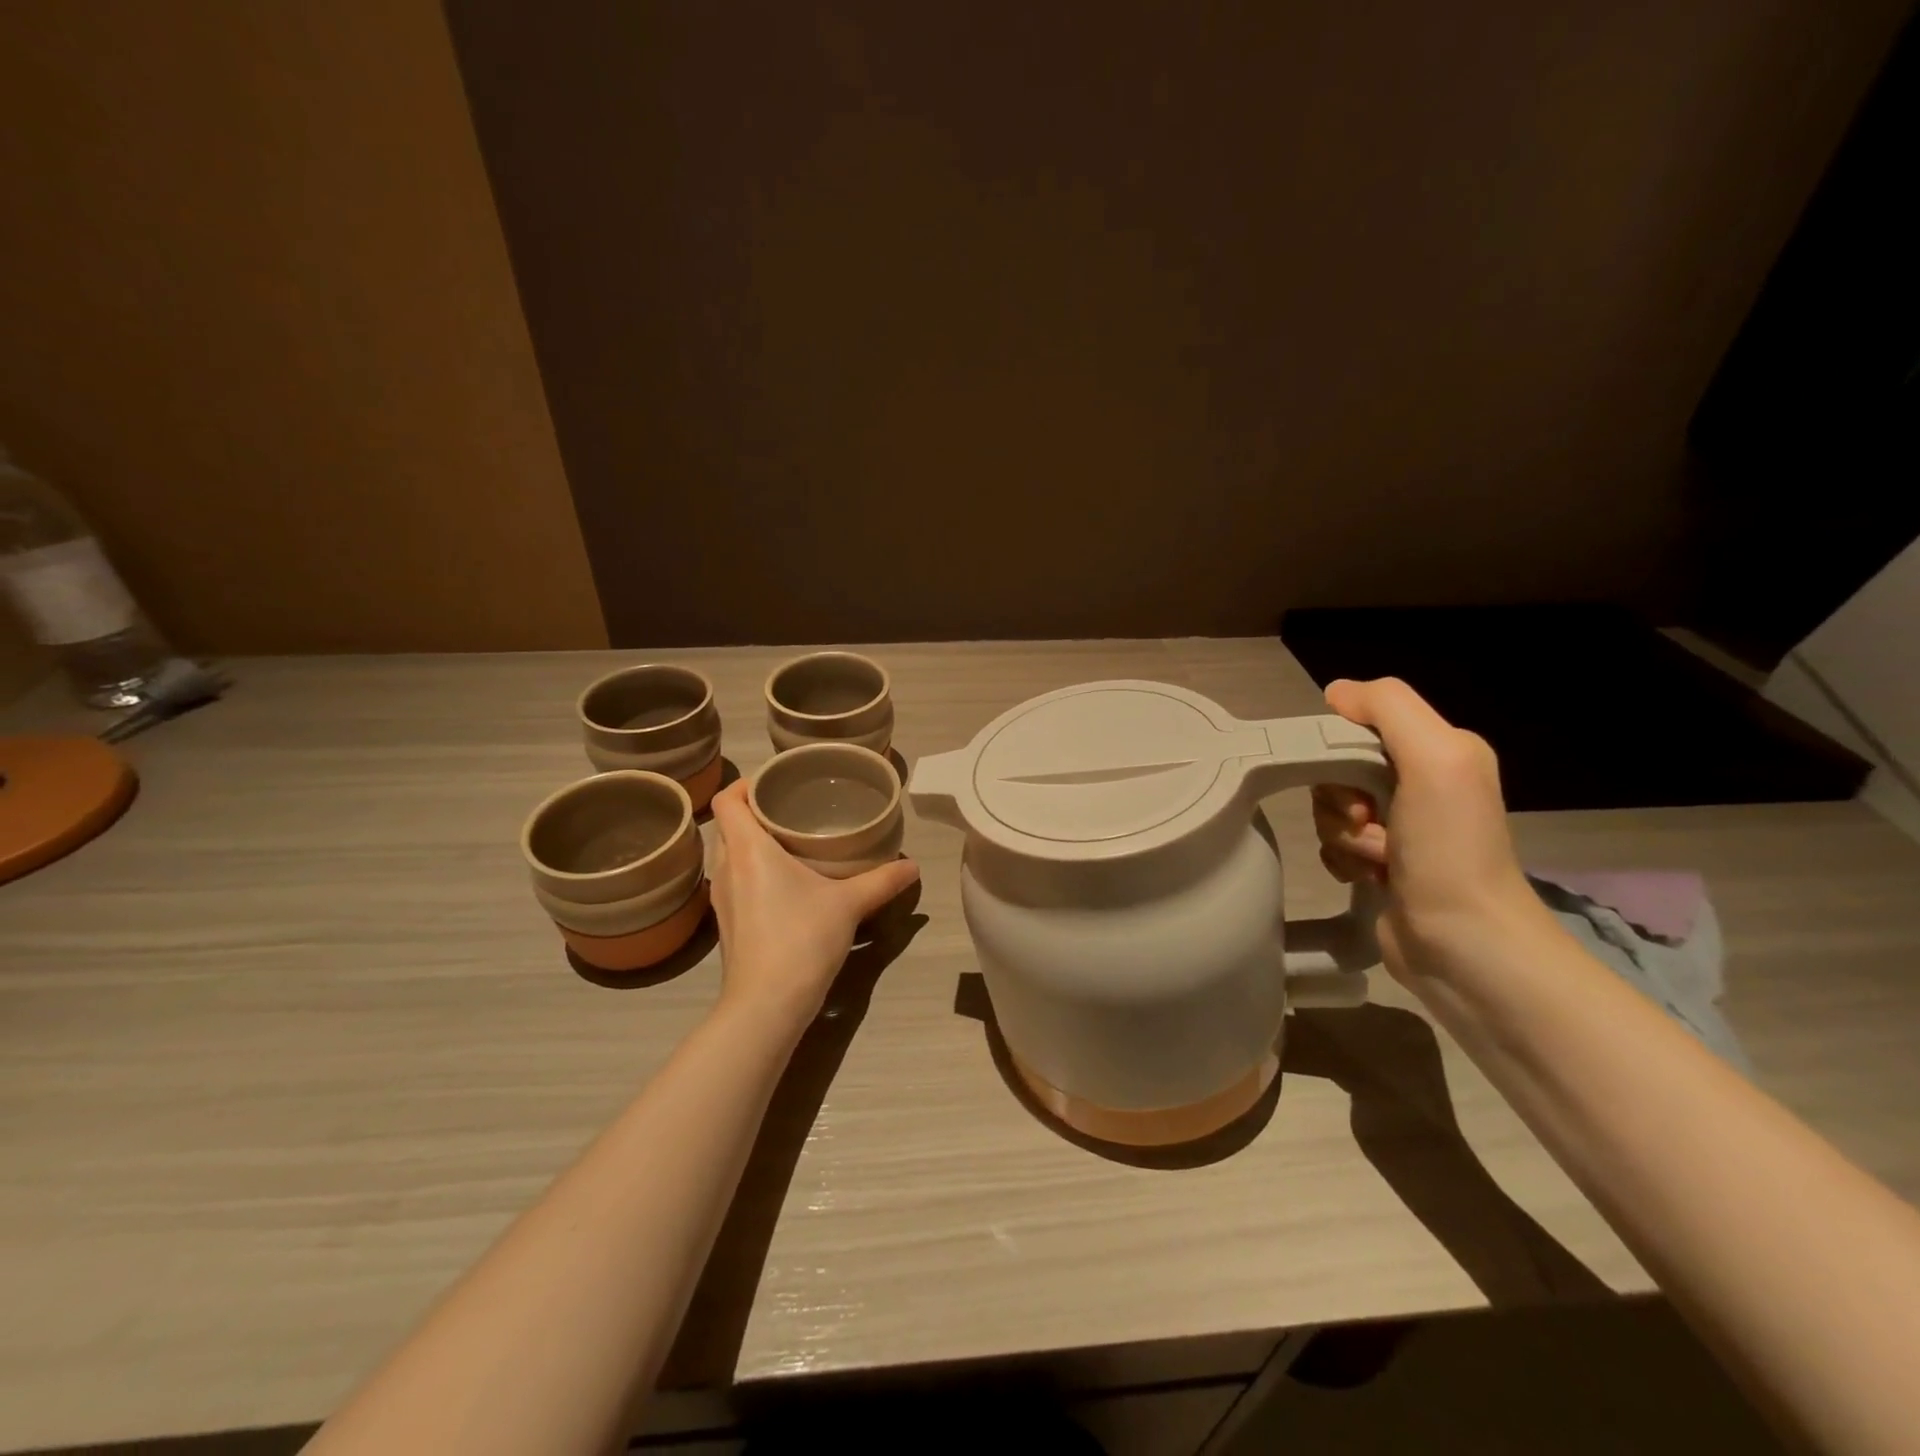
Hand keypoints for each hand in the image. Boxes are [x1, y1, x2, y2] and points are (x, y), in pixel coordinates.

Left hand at [706, 780, 919, 1036]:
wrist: (766, 1004)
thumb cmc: (802, 939)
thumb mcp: (849, 904)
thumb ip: (882, 881)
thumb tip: (914, 866)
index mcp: (748, 849)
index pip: (727, 800)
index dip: (746, 784)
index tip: (775, 783)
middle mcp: (726, 867)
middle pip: (727, 824)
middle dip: (753, 812)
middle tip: (791, 810)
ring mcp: (721, 898)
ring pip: (728, 854)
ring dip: (750, 842)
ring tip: (789, 842)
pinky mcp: (727, 923)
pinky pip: (733, 880)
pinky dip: (750, 870)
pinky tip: (783, 883)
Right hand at [1312, 677, 1547, 983]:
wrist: (1464, 944)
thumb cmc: (1450, 847)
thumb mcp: (1435, 758)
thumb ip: (1389, 708)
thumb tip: (1336, 691)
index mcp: (1440, 751)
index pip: (1361, 726)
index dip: (1340, 749)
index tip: (1352, 780)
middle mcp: (1422, 784)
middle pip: (1339, 769)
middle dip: (1340, 798)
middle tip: (1368, 822)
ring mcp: (1401, 828)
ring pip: (1331, 809)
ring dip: (1342, 834)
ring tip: (1377, 859)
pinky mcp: (1381, 865)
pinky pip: (1333, 844)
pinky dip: (1341, 859)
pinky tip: (1368, 877)